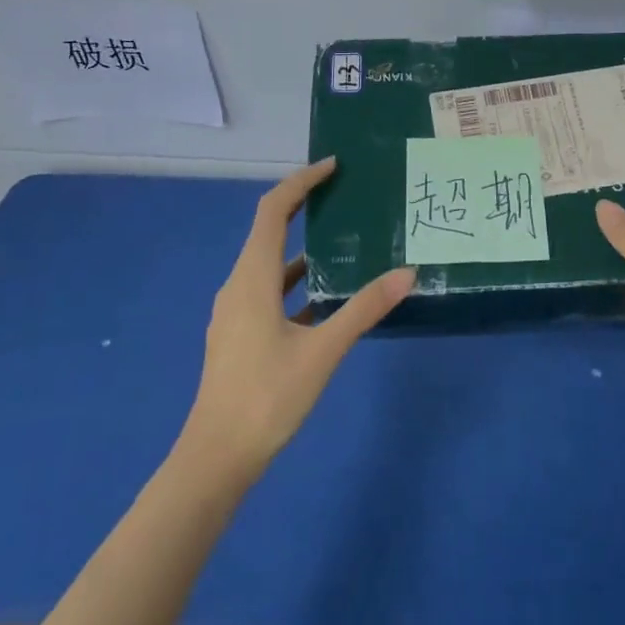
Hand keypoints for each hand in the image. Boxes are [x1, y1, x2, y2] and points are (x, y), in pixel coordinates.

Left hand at [185, 158, 414, 476]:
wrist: (216, 458)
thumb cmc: (267, 397)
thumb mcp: (323, 351)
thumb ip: (364, 308)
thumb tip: (408, 272)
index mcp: (252, 278)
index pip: (273, 210)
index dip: (301, 182)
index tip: (333, 166)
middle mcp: (239, 284)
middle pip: (269, 229)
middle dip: (303, 205)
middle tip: (343, 192)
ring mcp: (236, 311)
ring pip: (270, 262)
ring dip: (302, 244)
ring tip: (343, 239)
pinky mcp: (240, 333)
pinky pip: (270, 290)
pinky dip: (296, 279)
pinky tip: (326, 296)